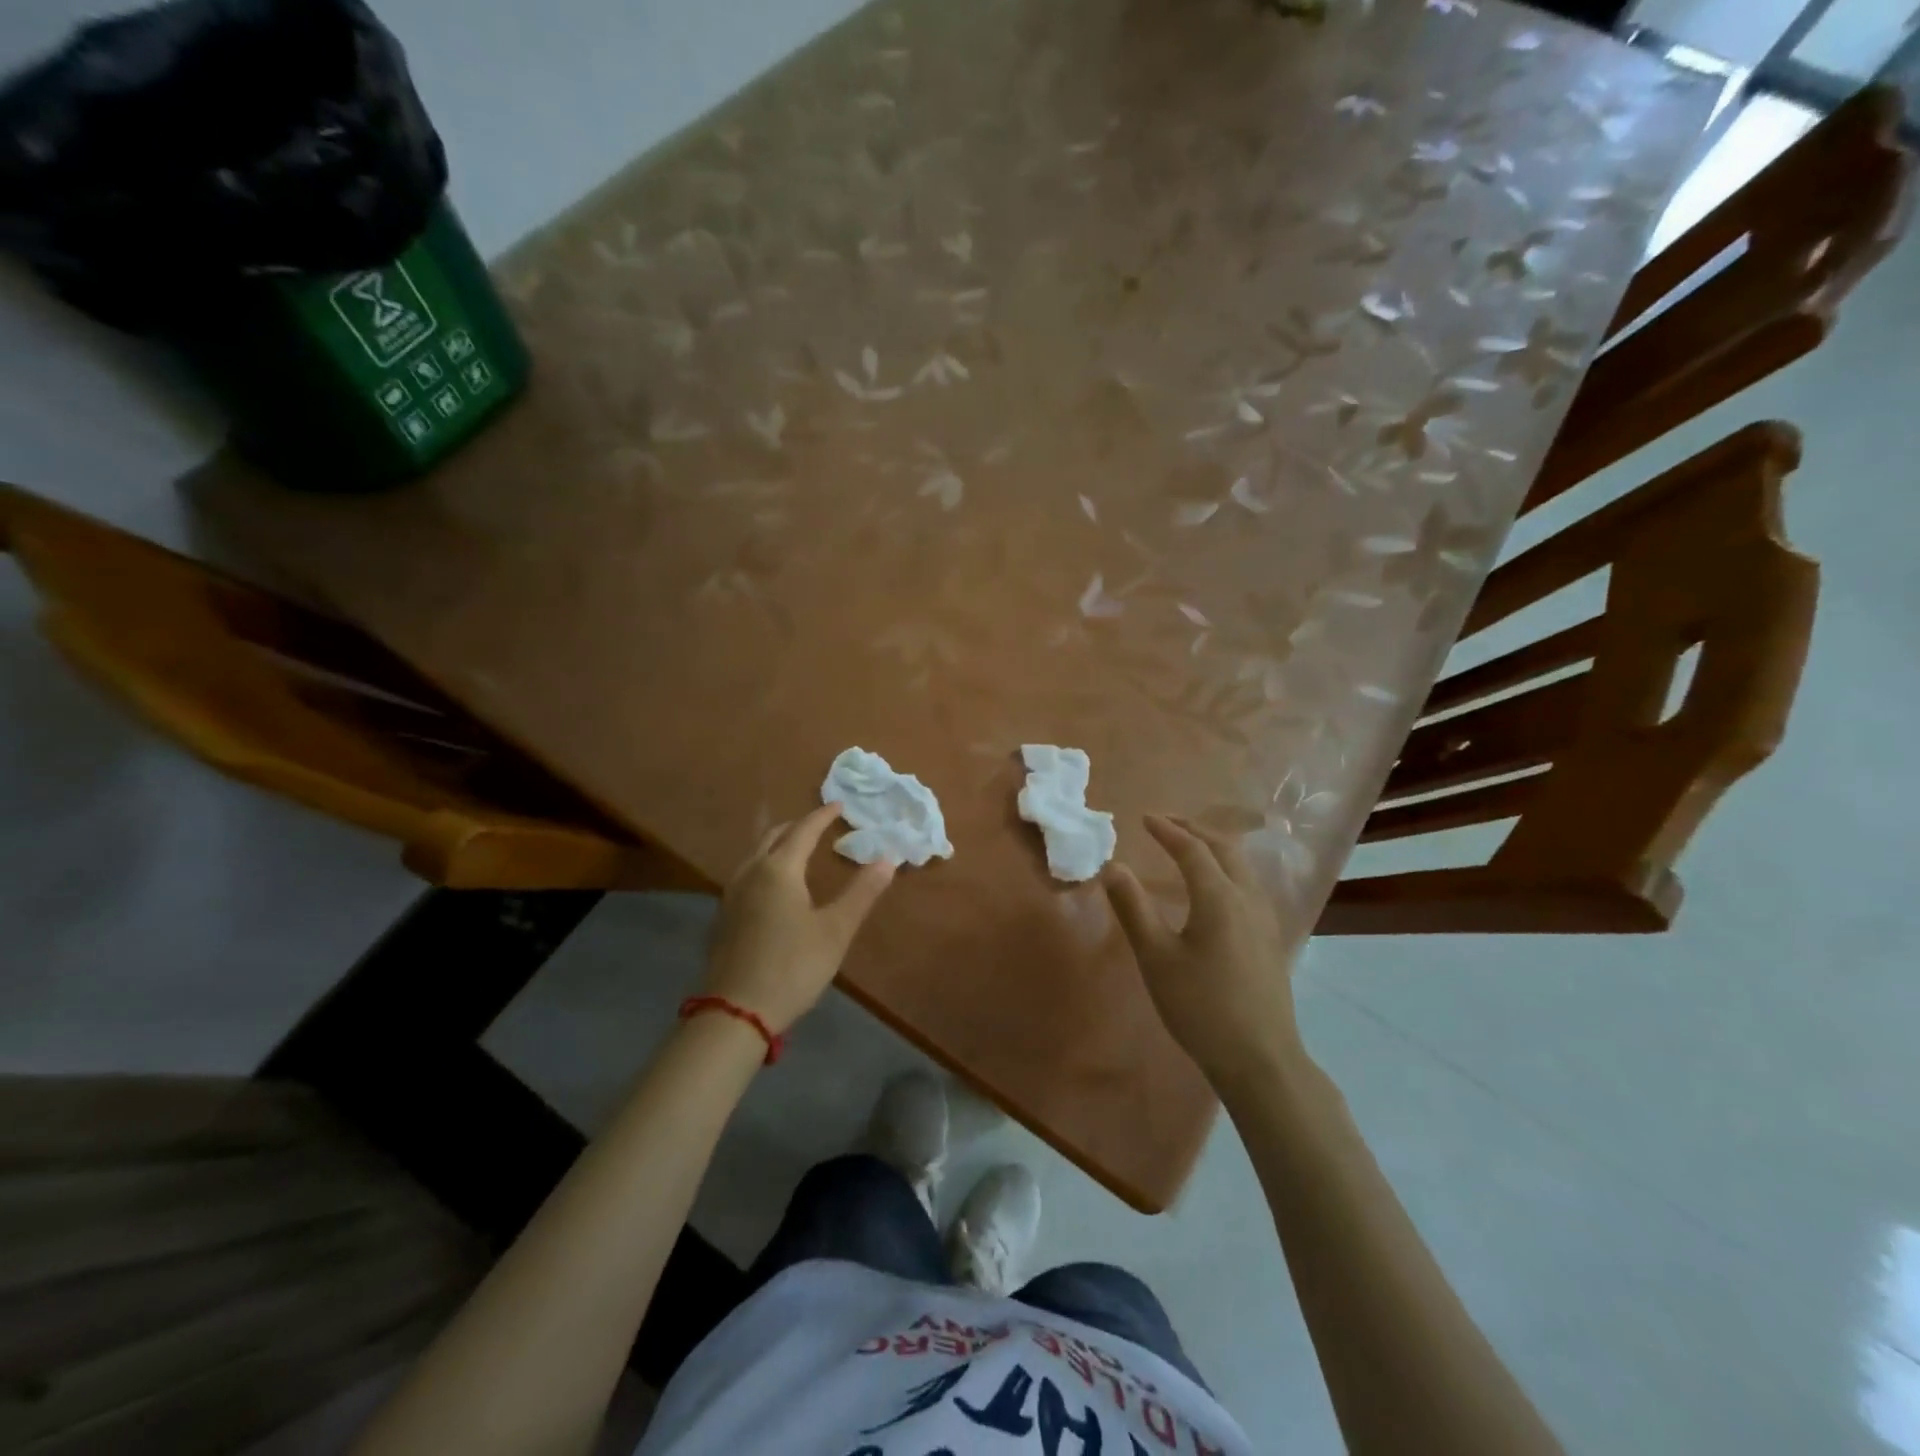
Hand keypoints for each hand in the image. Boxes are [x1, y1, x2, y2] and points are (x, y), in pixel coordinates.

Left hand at [697, 803, 896, 1033]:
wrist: (737, 1011)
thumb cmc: (793, 966)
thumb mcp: (836, 930)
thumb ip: (862, 892)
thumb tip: (888, 859)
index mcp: (779, 870)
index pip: (803, 830)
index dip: (822, 816)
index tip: (839, 805)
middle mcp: (751, 872)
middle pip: (773, 835)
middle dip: (798, 825)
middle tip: (820, 824)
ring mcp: (732, 894)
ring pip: (756, 853)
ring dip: (778, 842)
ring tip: (798, 847)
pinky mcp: (724, 915)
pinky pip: (747, 872)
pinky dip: (766, 863)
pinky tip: (775, 883)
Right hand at [1103, 815, 1304, 1088]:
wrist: (1260, 1058)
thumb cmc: (1200, 1006)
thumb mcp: (1156, 958)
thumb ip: (1134, 908)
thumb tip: (1113, 868)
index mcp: (1219, 897)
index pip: (1192, 849)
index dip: (1167, 830)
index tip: (1144, 818)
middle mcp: (1247, 897)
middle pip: (1224, 848)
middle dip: (1195, 829)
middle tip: (1166, 822)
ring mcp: (1265, 918)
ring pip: (1242, 865)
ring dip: (1214, 845)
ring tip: (1189, 844)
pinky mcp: (1271, 937)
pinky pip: (1249, 883)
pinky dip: (1228, 867)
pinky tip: (1216, 886)